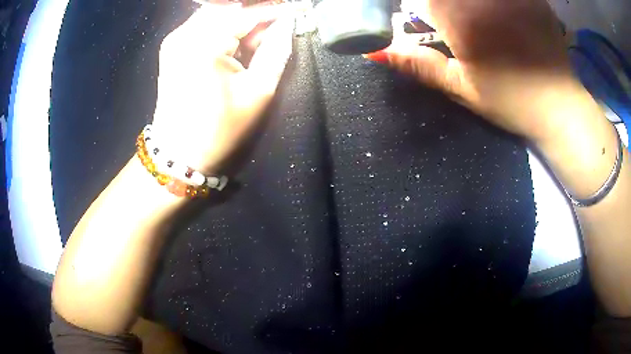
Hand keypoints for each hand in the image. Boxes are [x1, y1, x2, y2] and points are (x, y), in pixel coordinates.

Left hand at [151, 3, 295, 172]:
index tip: (299, 10)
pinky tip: (235, 44)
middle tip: (277, 29)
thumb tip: (288, 22)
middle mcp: (184, 33)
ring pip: (217, 14)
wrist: (179, 154)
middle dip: (256, 15)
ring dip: (240, 21)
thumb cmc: (220, 129)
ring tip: (256, 41)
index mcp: (204, 44)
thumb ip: (277, 50)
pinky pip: (203, 24)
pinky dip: (223, 28)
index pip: (248, 12)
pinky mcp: (171, 46)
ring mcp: (174, 38)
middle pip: (229, 9)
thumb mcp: (258, 91)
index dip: (276, 9)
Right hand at [368, 0, 580, 142]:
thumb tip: (373, 52)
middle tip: (454, 24)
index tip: (429, 23)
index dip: (418, 6)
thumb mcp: (461, 87)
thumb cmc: (510, 100)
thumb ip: (417, 63)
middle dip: (442, 6)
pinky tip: (500, 15)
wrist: (559, 107)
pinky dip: (499, 4)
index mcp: (458, 16)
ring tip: (478, 26)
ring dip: (469, 5)